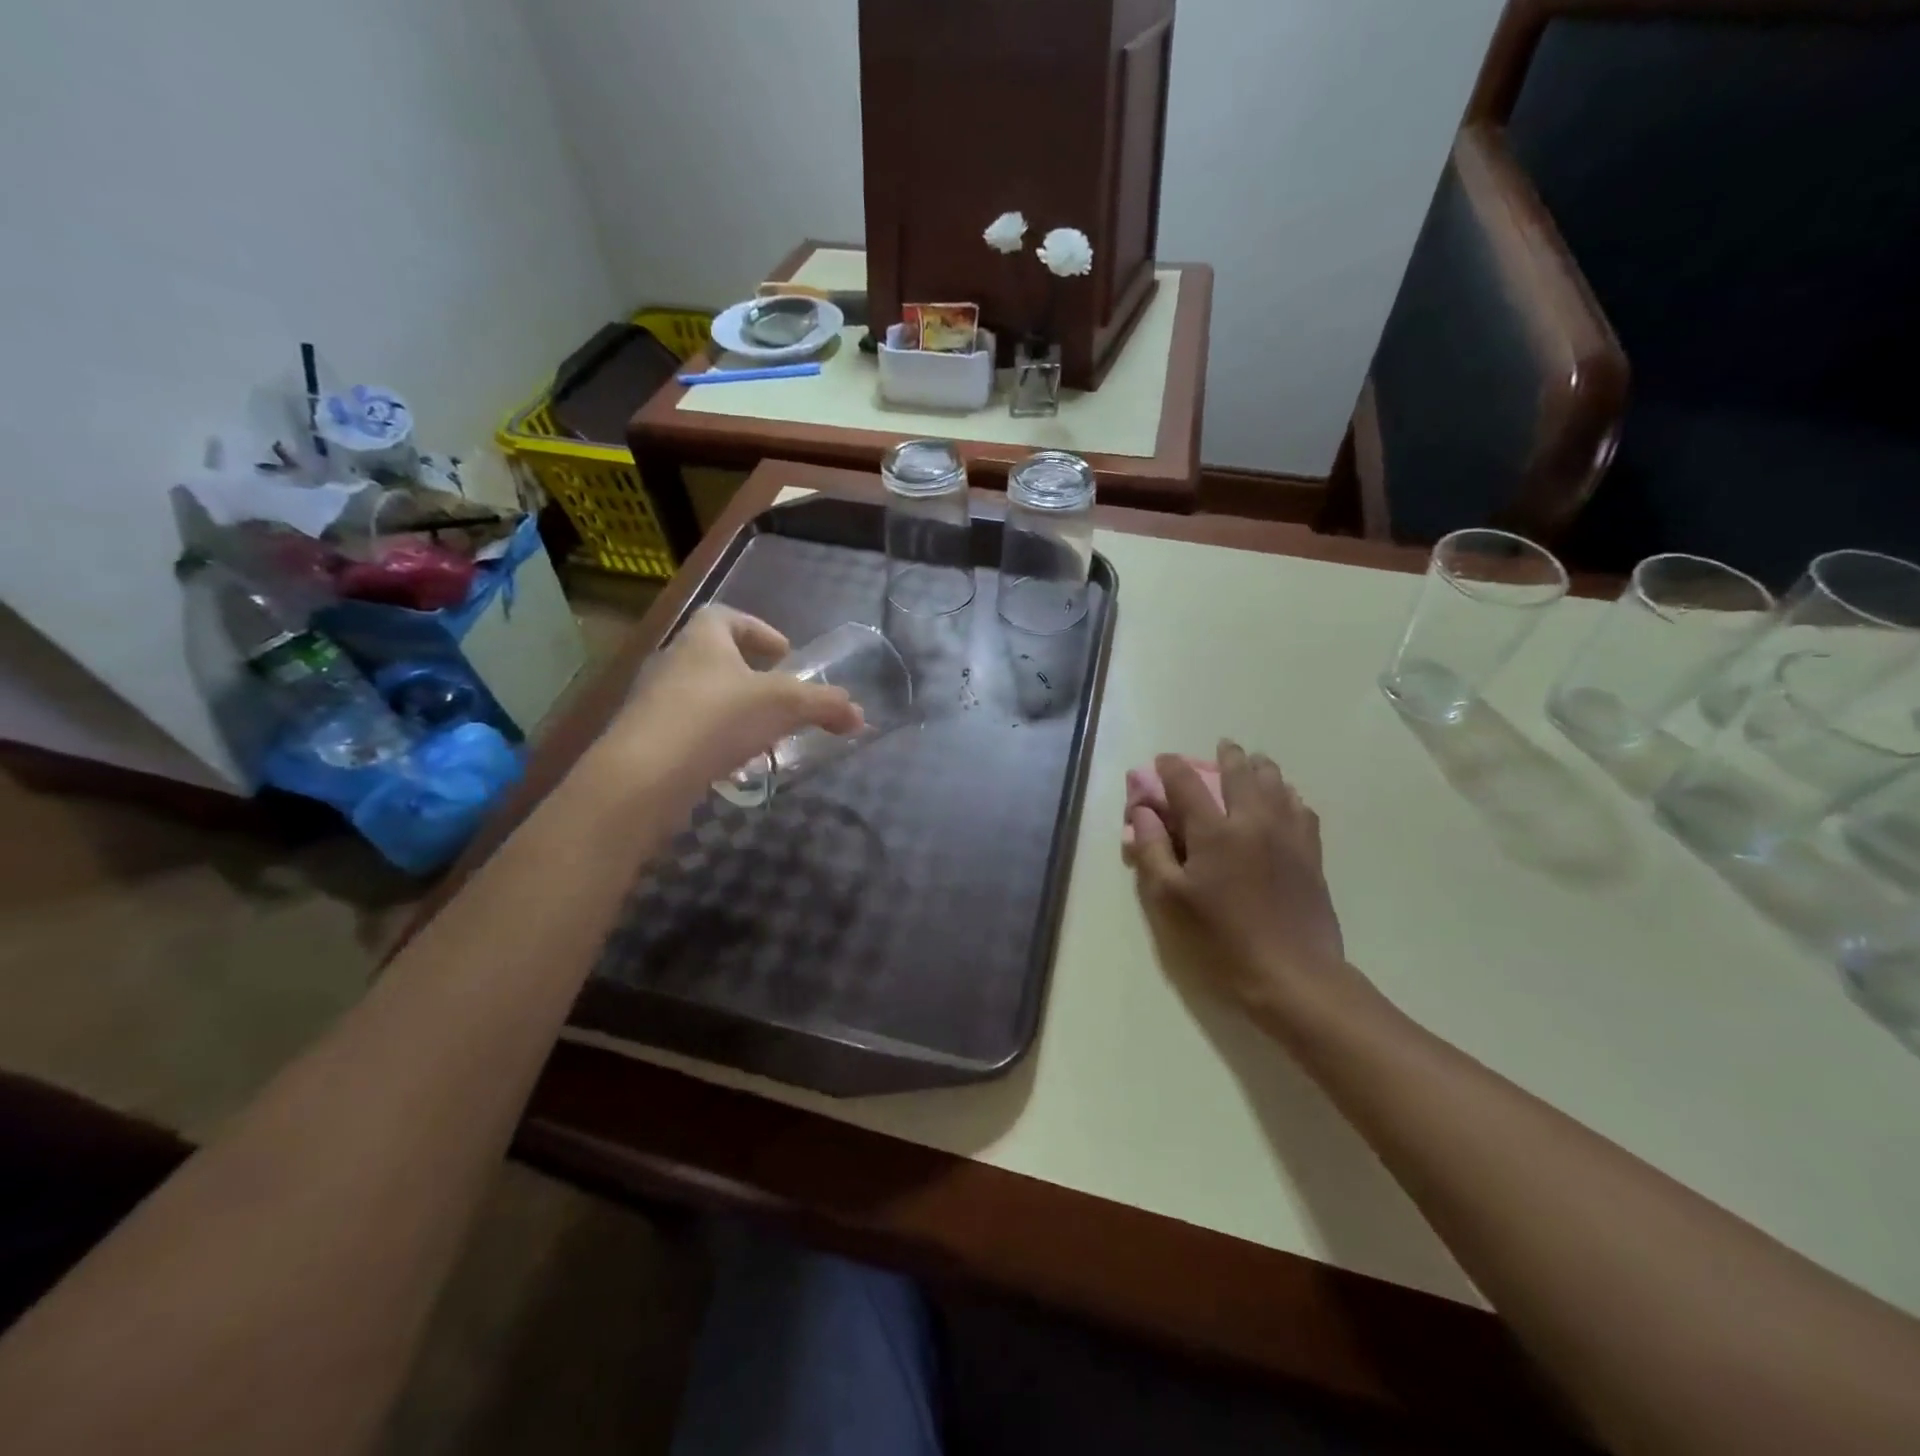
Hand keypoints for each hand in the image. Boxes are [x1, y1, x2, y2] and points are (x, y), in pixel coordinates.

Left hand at [604, 606, 863, 792]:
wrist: (645, 775)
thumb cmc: (717, 718)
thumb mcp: (784, 705)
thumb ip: (825, 705)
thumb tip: (859, 715)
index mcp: (703, 638)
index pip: (727, 616)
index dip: (759, 629)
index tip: (783, 653)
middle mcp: (674, 662)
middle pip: (715, 657)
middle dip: (750, 675)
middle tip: (780, 697)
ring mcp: (655, 702)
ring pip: (703, 696)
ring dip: (734, 710)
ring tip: (764, 734)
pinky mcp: (647, 739)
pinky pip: (689, 730)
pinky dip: (715, 739)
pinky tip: (735, 762)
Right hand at [1124, 740, 1346, 1023]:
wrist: (1292, 974)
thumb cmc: (1220, 939)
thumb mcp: (1169, 899)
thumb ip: (1152, 850)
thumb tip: (1144, 812)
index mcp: (1214, 831)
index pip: (1187, 783)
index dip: (1171, 767)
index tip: (1163, 761)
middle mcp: (1253, 821)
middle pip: (1241, 771)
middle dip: (1227, 755)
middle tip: (1221, 747)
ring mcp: (1288, 835)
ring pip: (1277, 783)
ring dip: (1261, 768)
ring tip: (1254, 764)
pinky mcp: (1312, 854)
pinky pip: (1302, 808)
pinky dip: (1288, 795)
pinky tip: (1285, 801)